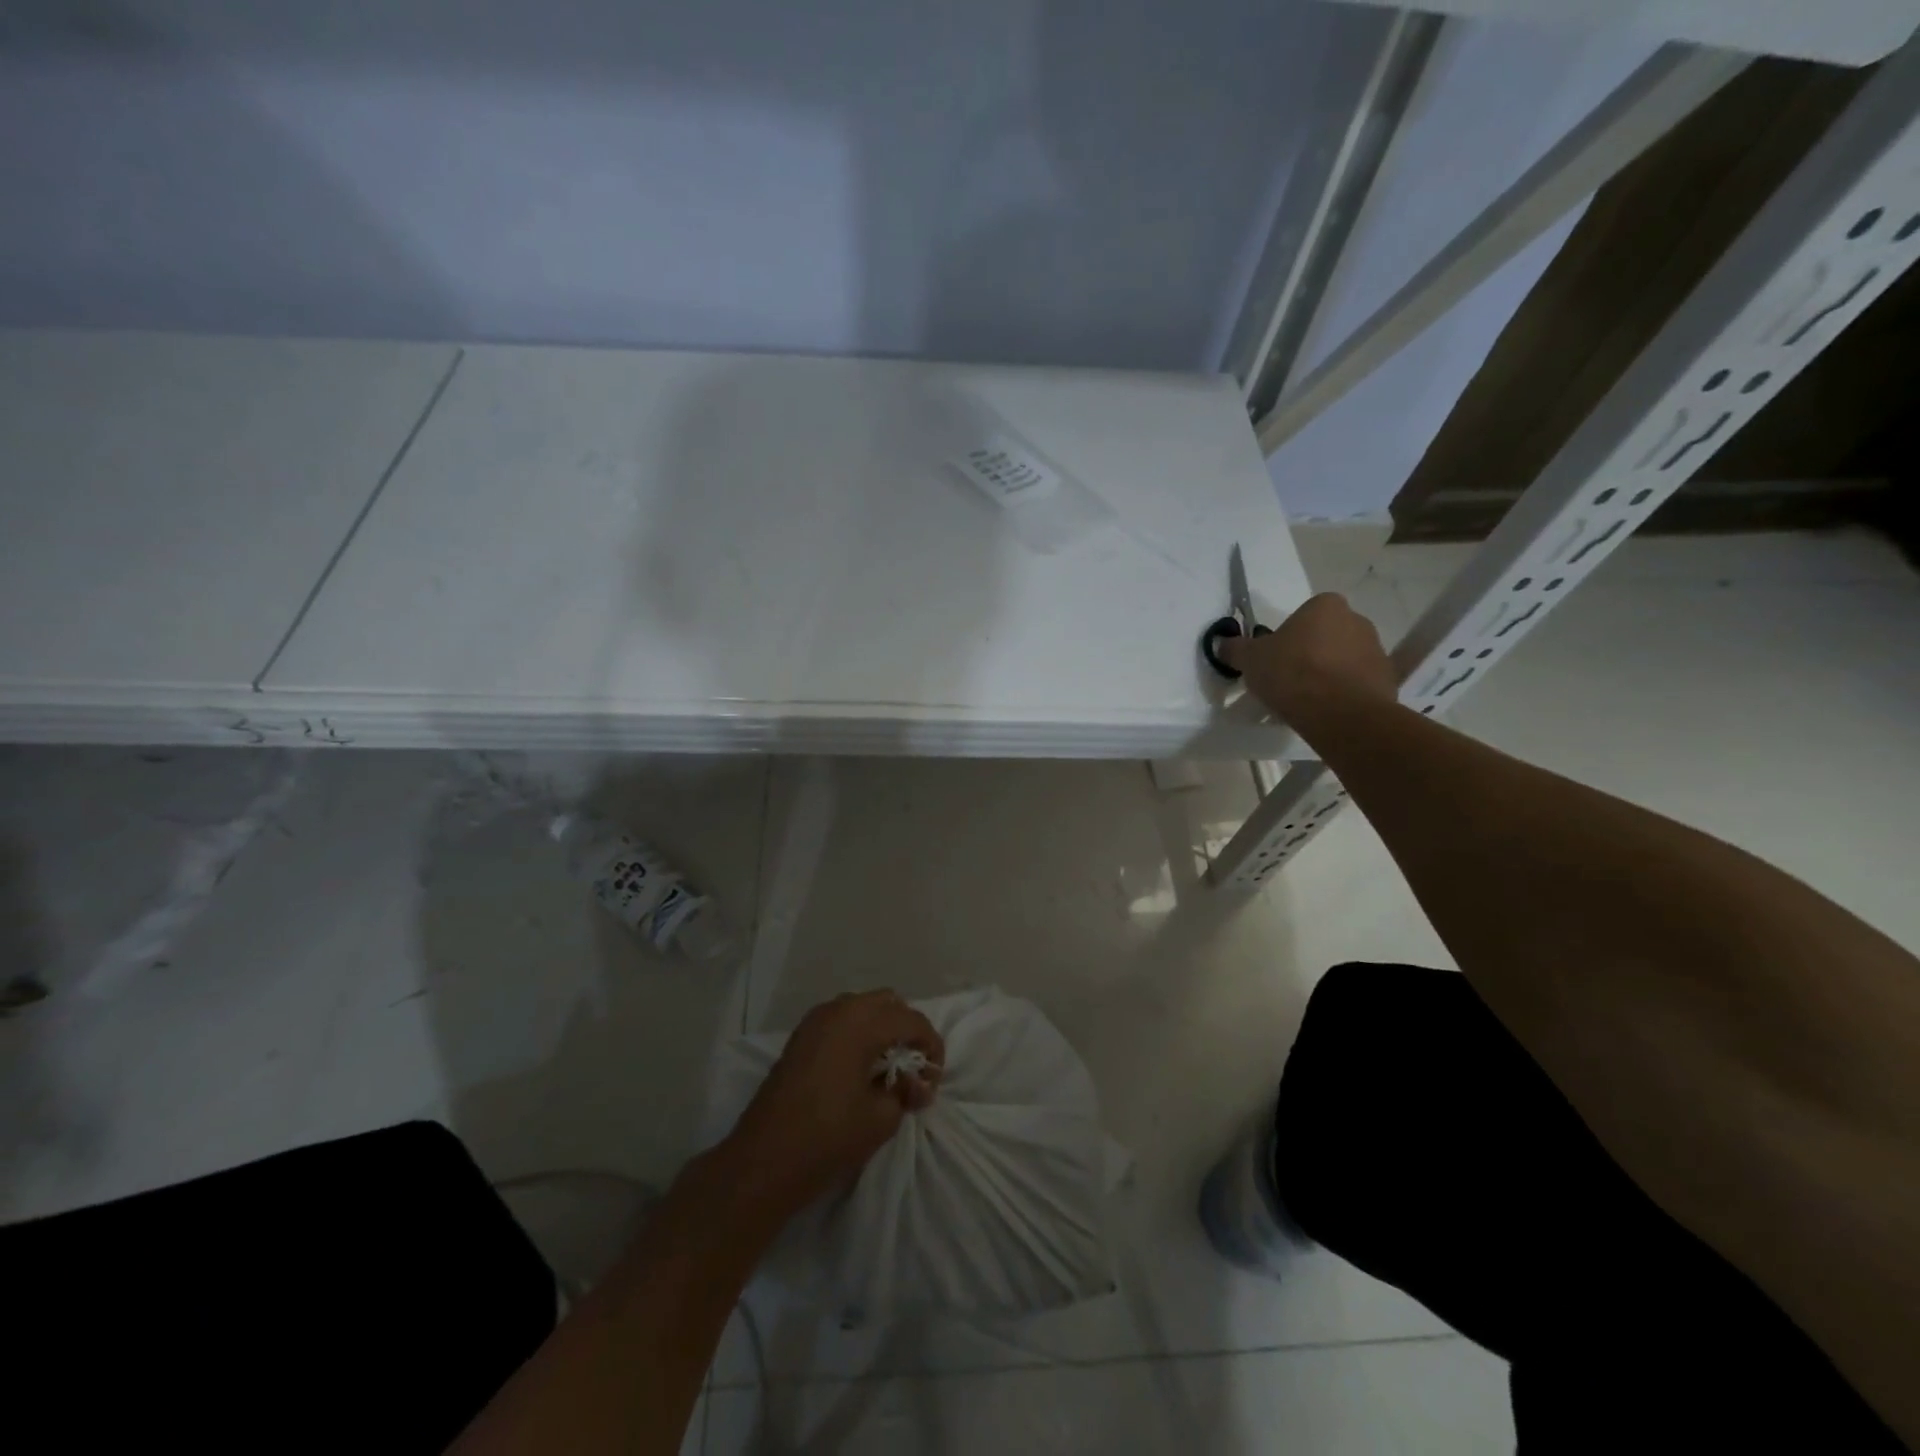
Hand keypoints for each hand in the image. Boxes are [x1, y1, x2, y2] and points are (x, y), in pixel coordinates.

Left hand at [720, 990, 944, 1218]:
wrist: (762, 1162)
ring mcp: (814, 1021)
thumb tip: (916, 1084)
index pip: (911, 1020)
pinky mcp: (800, 1037)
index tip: (934, 1080)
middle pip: (888, 1002)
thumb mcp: (881, 1118)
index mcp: (861, 1023)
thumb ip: (906, 1092)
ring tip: (888, 1070)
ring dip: (882, 1029)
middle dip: (907, 1030)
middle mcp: (838, 1010)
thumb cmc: (827, 1138)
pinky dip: (859, 1033)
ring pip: (863, 1007)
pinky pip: (841, 1020)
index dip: (932, 1047)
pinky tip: (860, 1069)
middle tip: (913, 1070)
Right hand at [1221, 591, 1397, 730]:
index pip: (1306, 612)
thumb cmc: (1292, 673)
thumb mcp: (1250, 660)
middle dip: (1311, 652)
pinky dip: (1344, 693)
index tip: (1277, 656)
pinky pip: (1358, 683)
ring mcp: (1376, 650)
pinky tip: (1325, 711)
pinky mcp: (1386, 680)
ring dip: (1328, 673)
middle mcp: (1357, 620)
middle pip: (1327, 634)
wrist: (1339, 713)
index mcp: (1326, 606)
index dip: (1290, 634)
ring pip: (1344, 659)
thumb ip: (1236, 649)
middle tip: (1289, 677)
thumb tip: (1223, 644)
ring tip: (1306, 699)